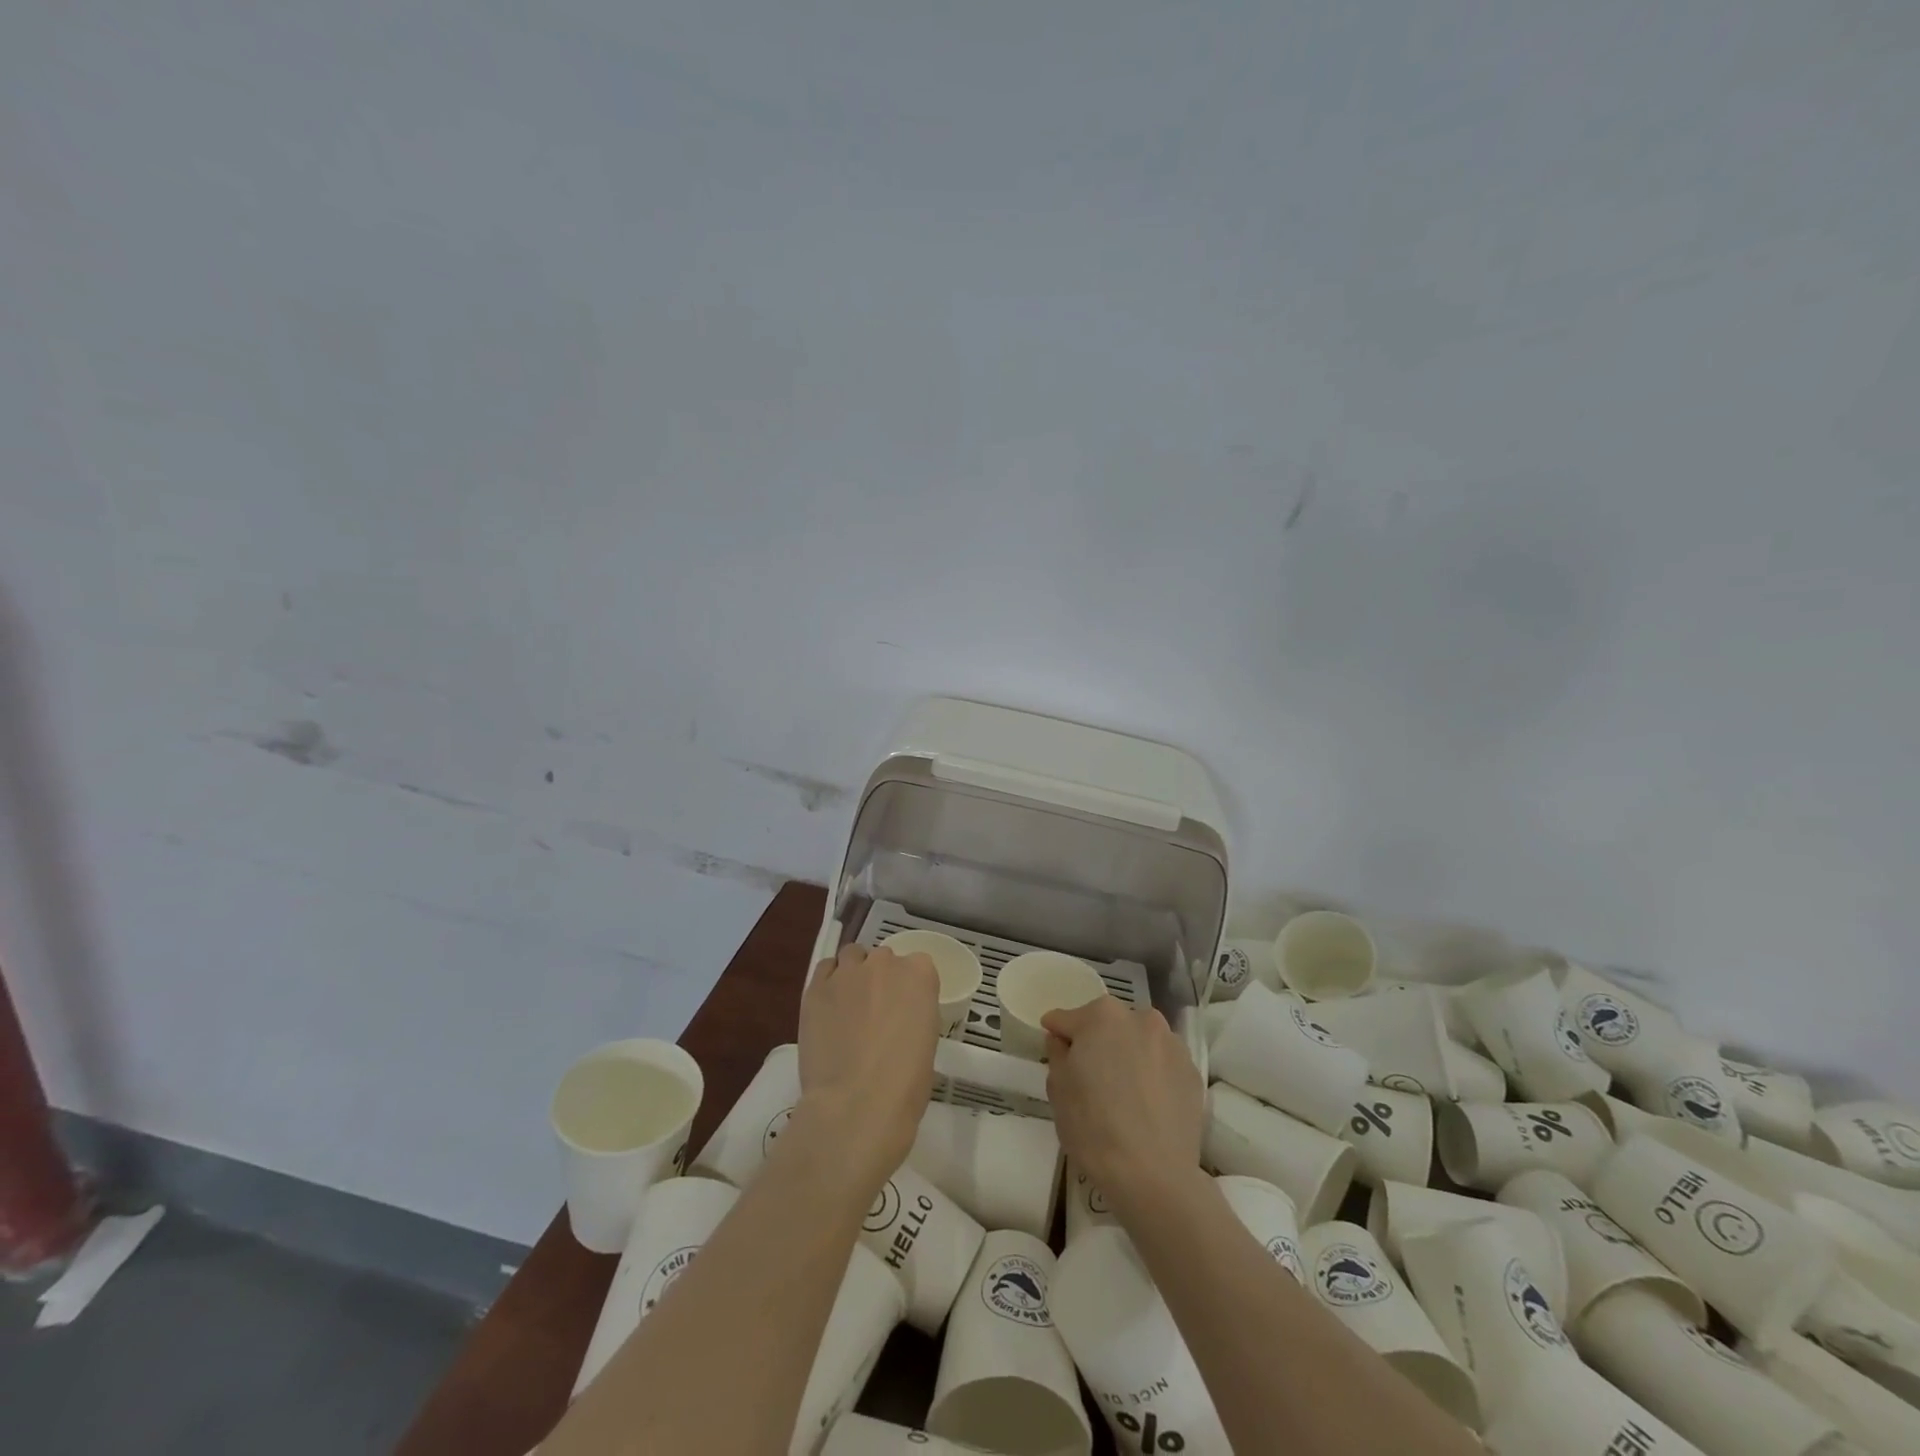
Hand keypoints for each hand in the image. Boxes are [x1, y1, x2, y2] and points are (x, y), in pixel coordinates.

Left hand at [793, 944, 940, 1188]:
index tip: (906, 1009)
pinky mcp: (816, 988)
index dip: (910, 988)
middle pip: (883, 958)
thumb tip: (898, 1020)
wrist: (857, 1105)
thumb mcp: (926, 1043)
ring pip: (852, 956)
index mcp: (919, 975)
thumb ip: (913, 1015)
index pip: (918, 965)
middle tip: (876, 1011)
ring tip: (848, 1004)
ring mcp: (847, 973)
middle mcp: (884, 963)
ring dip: (853, 973)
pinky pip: (824, 970)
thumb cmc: (905, 1085)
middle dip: (881, 978)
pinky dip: (828, 982)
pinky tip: (828, 1007)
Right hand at [1044, 997, 1203, 1213]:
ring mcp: (1172, 1044)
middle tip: (1090, 1076)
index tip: (1056, 1051)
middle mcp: (1141, 1018)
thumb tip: (1063, 1040)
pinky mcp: (1192, 1072)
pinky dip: (1152, 1075)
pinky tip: (1146, 1104)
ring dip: (1128, 1055)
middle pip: (1108, 1025)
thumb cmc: (1093, 1127)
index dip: (1058, 1036)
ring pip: (1139, 1042)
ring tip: (1123, 1092)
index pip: (1068, 1019)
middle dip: (1097, 1042)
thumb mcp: (1058, 1089)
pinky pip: (1162, 1064)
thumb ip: (1057, 1053)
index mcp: (1102, 1015)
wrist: (1154, 1176)